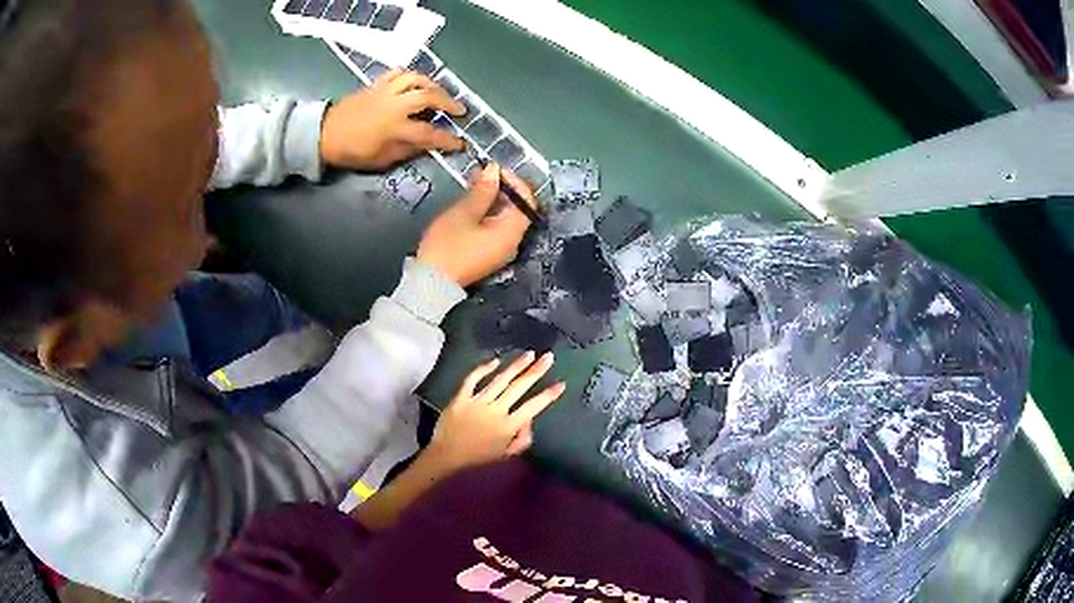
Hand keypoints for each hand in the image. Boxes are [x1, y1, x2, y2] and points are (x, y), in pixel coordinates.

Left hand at [320, 71, 465, 169]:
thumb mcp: (381, 160)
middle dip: (448, 103)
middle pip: (429, 97)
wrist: (325, 134)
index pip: (429, 134)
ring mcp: (385, 91)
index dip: (448, 140)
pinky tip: (416, 83)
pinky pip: (399, 73)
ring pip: (416, 79)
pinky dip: (411, 76)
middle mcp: (394, 106)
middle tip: (459, 111)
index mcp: (394, 129)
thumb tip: (427, 144)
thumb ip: (407, 150)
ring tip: (439, 93)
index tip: (461, 143)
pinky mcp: (376, 84)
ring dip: (433, 85)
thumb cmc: (353, 152)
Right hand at [417, 164, 537, 285]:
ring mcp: (502, 250)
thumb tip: (495, 170)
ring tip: (473, 186)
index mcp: (512, 231)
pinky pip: (497, 229)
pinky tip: (472, 205)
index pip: (527, 199)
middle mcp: (514, 242)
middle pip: (517, 209)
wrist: (431, 283)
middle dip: (501, 188)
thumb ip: (483, 190)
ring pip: (506, 218)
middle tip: (480, 175)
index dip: (513, 180)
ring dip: (493, 200)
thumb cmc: (447, 245)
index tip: (493, 169)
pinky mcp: (490, 255)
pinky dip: (488, 213)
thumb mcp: (464, 213)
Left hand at [429, 352, 565, 471]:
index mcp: (508, 426)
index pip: (533, 407)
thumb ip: (522, 439)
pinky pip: (472, 379)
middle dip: (536, 371)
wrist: (446, 456)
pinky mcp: (461, 398)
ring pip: (500, 380)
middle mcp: (496, 411)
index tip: (560, 384)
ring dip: (516, 365)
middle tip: (548, 357)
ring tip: (529, 354)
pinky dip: (483, 368)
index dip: (548, 395)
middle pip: (519, 387)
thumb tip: (529, 420)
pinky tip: (496, 361)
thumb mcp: (505, 454)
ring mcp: (477, 402)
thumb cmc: (478, 457)